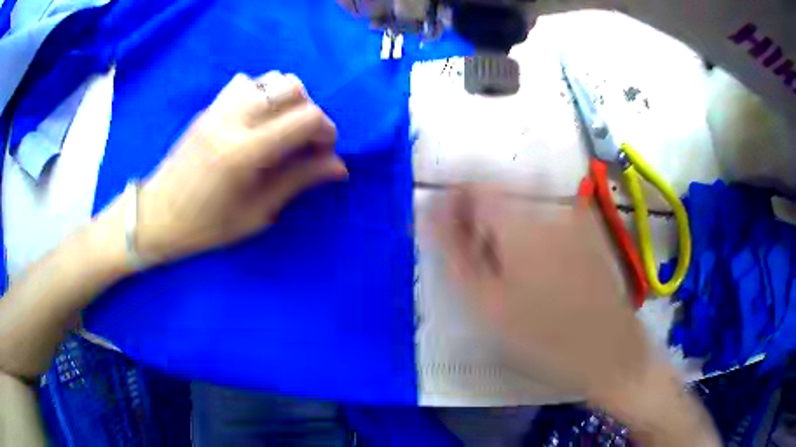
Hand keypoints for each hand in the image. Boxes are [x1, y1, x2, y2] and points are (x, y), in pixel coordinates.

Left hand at [136, 72, 347, 262]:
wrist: (157, 215)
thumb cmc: (206, 226)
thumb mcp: (256, 213)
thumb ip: (298, 181)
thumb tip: (339, 167)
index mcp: (246, 151)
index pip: (307, 118)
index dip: (327, 133)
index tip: (323, 155)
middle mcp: (235, 118)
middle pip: (294, 88)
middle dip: (310, 112)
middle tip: (303, 142)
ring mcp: (219, 107)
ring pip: (272, 79)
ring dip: (288, 100)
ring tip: (281, 128)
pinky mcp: (210, 107)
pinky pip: (248, 82)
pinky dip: (263, 93)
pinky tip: (256, 119)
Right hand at [430, 185, 650, 397]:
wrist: (609, 350)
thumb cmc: (542, 336)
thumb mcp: (486, 302)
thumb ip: (453, 252)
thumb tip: (429, 213)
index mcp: (519, 221)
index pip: (474, 185)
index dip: (454, 201)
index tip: (446, 228)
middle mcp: (548, 207)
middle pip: (500, 194)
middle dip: (479, 219)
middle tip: (476, 260)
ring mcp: (573, 217)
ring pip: (523, 208)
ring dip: (505, 229)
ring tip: (506, 272)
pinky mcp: (588, 231)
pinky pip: (547, 219)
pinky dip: (531, 235)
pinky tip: (536, 271)